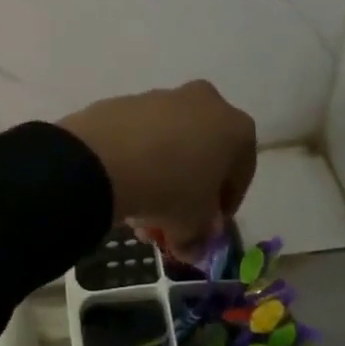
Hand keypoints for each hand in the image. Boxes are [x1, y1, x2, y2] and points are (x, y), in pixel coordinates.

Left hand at [57, 81, 256, 255]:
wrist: (104, 157)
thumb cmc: (170, 189)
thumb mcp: (192, 224)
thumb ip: (198, 237)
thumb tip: (192, 248)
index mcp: (236, 128)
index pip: (240, 172)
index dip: (225, 204)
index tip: (209, 225)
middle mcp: (205, 102)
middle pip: (201, 154)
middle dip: (188, 190)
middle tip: (173, 219)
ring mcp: (162, 97)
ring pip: (168, 144)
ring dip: (159, 176)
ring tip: (139, 212)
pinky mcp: (125, 101)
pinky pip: (139, 136)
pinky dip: (135, 159)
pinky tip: (121, 186)